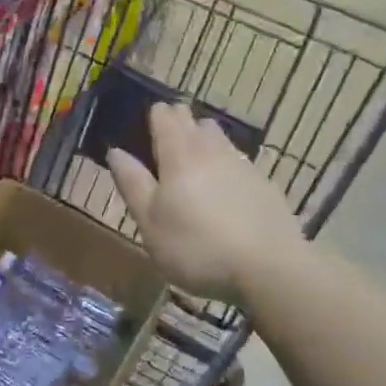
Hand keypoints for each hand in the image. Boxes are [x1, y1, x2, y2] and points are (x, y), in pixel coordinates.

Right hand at [108, 102, 302, 300]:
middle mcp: (211, 150)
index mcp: (179, 155)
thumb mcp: (150, 223)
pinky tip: (225, 191)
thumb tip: (115, 151)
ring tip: (195, 163)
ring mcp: (242, 164)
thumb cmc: (197, 248)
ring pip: (219, 138)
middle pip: (194, 121)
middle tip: (166, 141)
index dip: (155, 115)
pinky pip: (239, 161)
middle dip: (179, 122)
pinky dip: (226, 166)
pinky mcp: (265, 184)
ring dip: (204, 141)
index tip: (147, 124)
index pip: (165, 116)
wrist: (269, 270)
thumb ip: (132, 183)